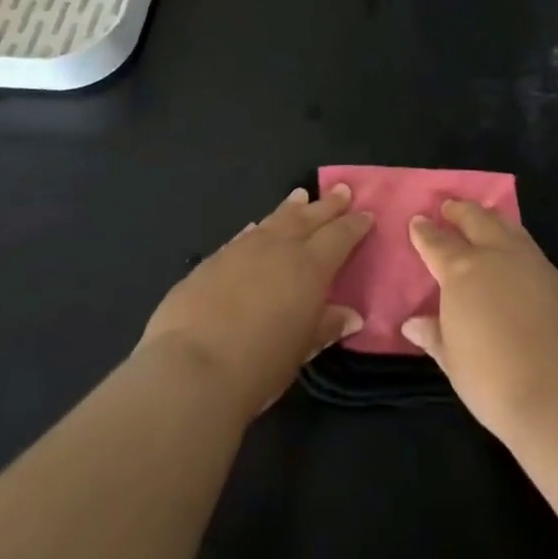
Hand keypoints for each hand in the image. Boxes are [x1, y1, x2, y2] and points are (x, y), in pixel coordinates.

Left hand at [138, 184, 372, 420]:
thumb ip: (326, 326)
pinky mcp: (212, 261)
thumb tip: (350, 315)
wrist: (191, 368)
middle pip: (308, 218)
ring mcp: (242, 249)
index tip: (366, 214)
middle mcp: (278, 247)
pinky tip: (257, 227)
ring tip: (301, 196)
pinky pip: (244, 236)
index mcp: (309, 267)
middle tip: (341, 190)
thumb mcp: (301, 350)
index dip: (354, 225)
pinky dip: (257, 229)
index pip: (339, 236)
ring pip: (274, 220)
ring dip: (291, 209)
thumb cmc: (259, 365)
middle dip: (327, 205)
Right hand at [401, 201, 557, 440]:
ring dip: (491, 220)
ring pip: (508, 227)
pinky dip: (517, 244)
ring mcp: (533, 264)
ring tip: (484, 219)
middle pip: (476, 219)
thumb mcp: (454, 362)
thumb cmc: (495, 382)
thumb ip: (435, 335)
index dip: (425, 231)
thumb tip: (413, 323)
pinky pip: (531, 250)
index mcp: (462, 272)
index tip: (418, 221)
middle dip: (460, 211)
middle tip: (449, 207)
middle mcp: (497, 256)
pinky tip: (517, 259)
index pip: (437, 243)